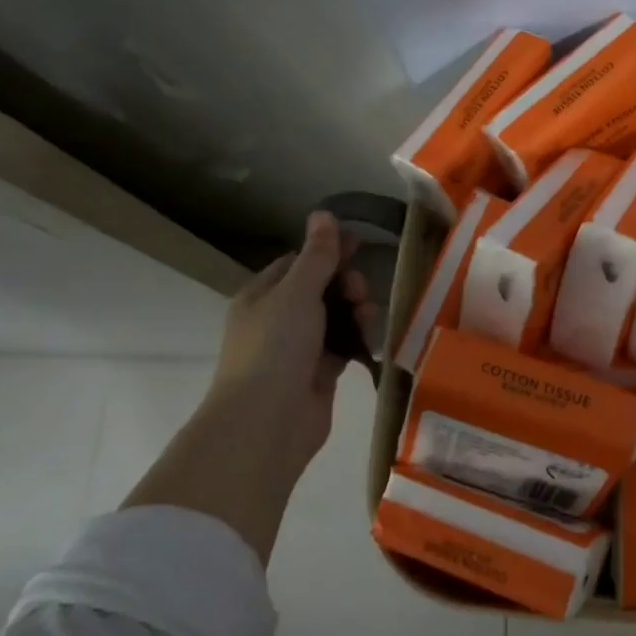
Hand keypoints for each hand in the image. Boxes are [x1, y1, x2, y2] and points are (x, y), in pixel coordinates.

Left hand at [195, 211, 376, 477]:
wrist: (267, 422)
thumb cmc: (275, 347)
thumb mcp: (297, 292)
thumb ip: (317, 255)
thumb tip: (323, 213)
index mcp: (262, 295)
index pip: (298, 262)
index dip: (328, 251)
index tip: (360, 245)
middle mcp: (278, 319)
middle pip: (321, 289)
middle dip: (347, 284)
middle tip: (360, 292)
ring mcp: (299, 349)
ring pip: (336, 318)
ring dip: (355, 312)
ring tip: (367, 319)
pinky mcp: (319, 374)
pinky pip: (344, 347)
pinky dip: (358, 340)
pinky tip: (373, 339)